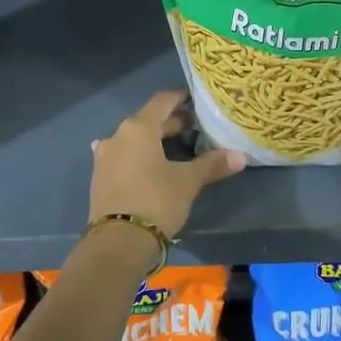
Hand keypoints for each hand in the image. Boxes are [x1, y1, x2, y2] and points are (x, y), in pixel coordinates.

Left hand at [89, 91, 244, 237]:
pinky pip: (123, 157)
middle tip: (195, 128)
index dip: (180, 98)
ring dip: (154, 141)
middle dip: (171, 123)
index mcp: (138, 128)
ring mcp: (105, 157)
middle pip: (147, 121)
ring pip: (134, 140)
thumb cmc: (156, 201)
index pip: (162, 101)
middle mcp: (117, 136)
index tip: (196, 100)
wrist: (117, 243)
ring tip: (177, 149)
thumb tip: (240, 156)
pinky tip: (151, 167)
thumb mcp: (188, 182)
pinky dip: (140, 157)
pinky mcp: (100, 178)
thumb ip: (212, 164)